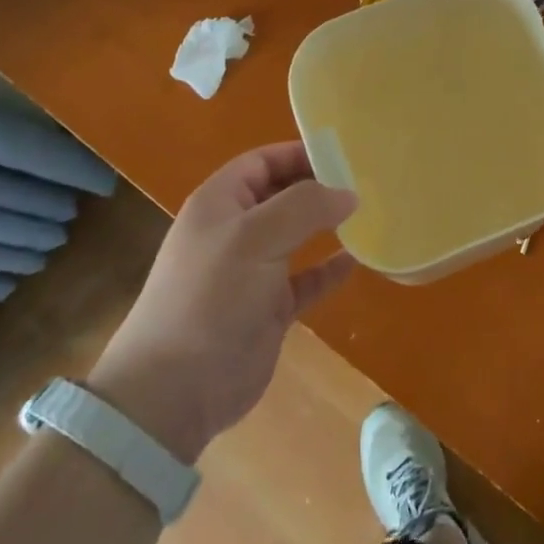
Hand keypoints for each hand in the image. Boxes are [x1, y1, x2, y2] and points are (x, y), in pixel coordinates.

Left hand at [87, 143, 356, 462]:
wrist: (175, 390)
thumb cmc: (212, 296)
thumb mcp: (256, 237)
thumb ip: (305, 206)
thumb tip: (348, 193)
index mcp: (220, 203)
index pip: (262, 162)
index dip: (299, 153)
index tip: (345, 154)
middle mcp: (234, 231)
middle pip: (281, 195)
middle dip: (318, 186)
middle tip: (365, 181)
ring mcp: (251, 271)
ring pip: (295, 235)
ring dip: (326, 225)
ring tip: (368, 214)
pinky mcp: (267, 308)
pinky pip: (305, 278)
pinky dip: (328, 269)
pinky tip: (356, 261)